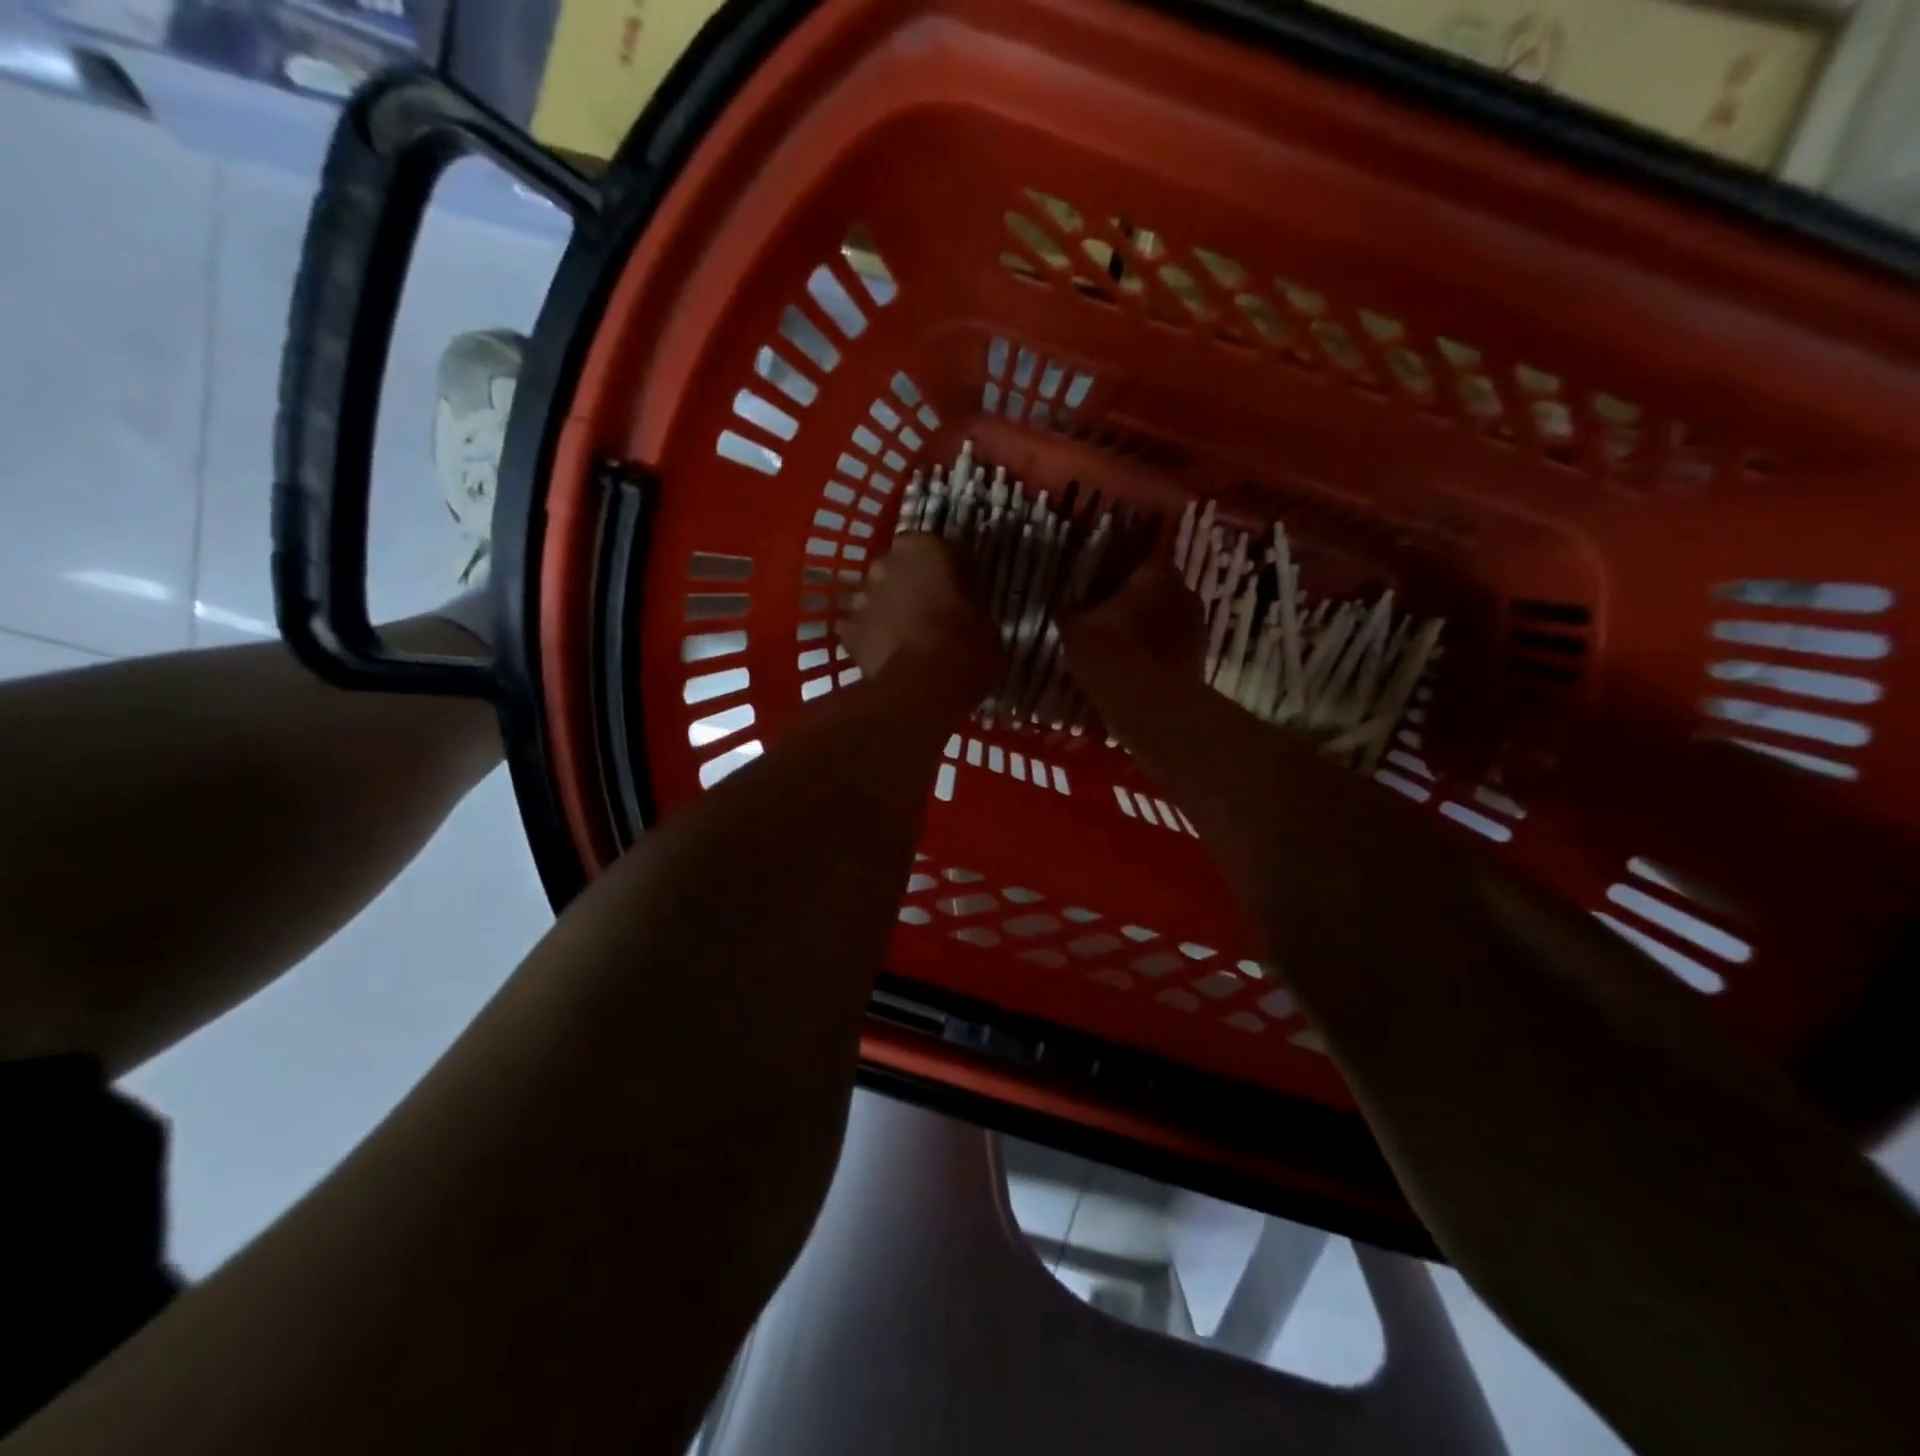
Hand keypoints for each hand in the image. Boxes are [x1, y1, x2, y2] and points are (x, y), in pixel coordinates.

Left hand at [837, 535, 999, 708]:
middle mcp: (886, 562)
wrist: (926, 685)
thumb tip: (963, 610)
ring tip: (904, 637)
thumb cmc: (966, 645)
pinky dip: (868, 639)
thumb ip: (966, 603)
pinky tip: (884, 656)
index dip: (938, 568)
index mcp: (924, 548)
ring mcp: (861, 596)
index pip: (929, 546)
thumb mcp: (983, 618)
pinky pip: (858, 630)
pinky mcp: (847, 630)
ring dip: (885, 610)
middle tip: (925, 611)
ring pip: (873, 598)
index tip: (950, 587)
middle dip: (905, 585)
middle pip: (894, 569)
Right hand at [1062, 557, 1203, 691]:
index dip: (1116, 572)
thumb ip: (1071, 613)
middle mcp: (1183, 590)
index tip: (1099, 585)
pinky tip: (1135, 664)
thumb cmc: (1111, 655)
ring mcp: (1196, 624)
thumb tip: (1064, 607)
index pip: (1136, 559)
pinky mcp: (1199, 656)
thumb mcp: (1076, 632)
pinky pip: (1171, 644)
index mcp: (1155, 573)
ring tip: (1121, 643)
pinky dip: (1156, 650)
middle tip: (1107, 615)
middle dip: (1134, 600)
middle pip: (1154, 588)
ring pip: (1164, 616)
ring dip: (1146, 626)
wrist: (1152, 707)